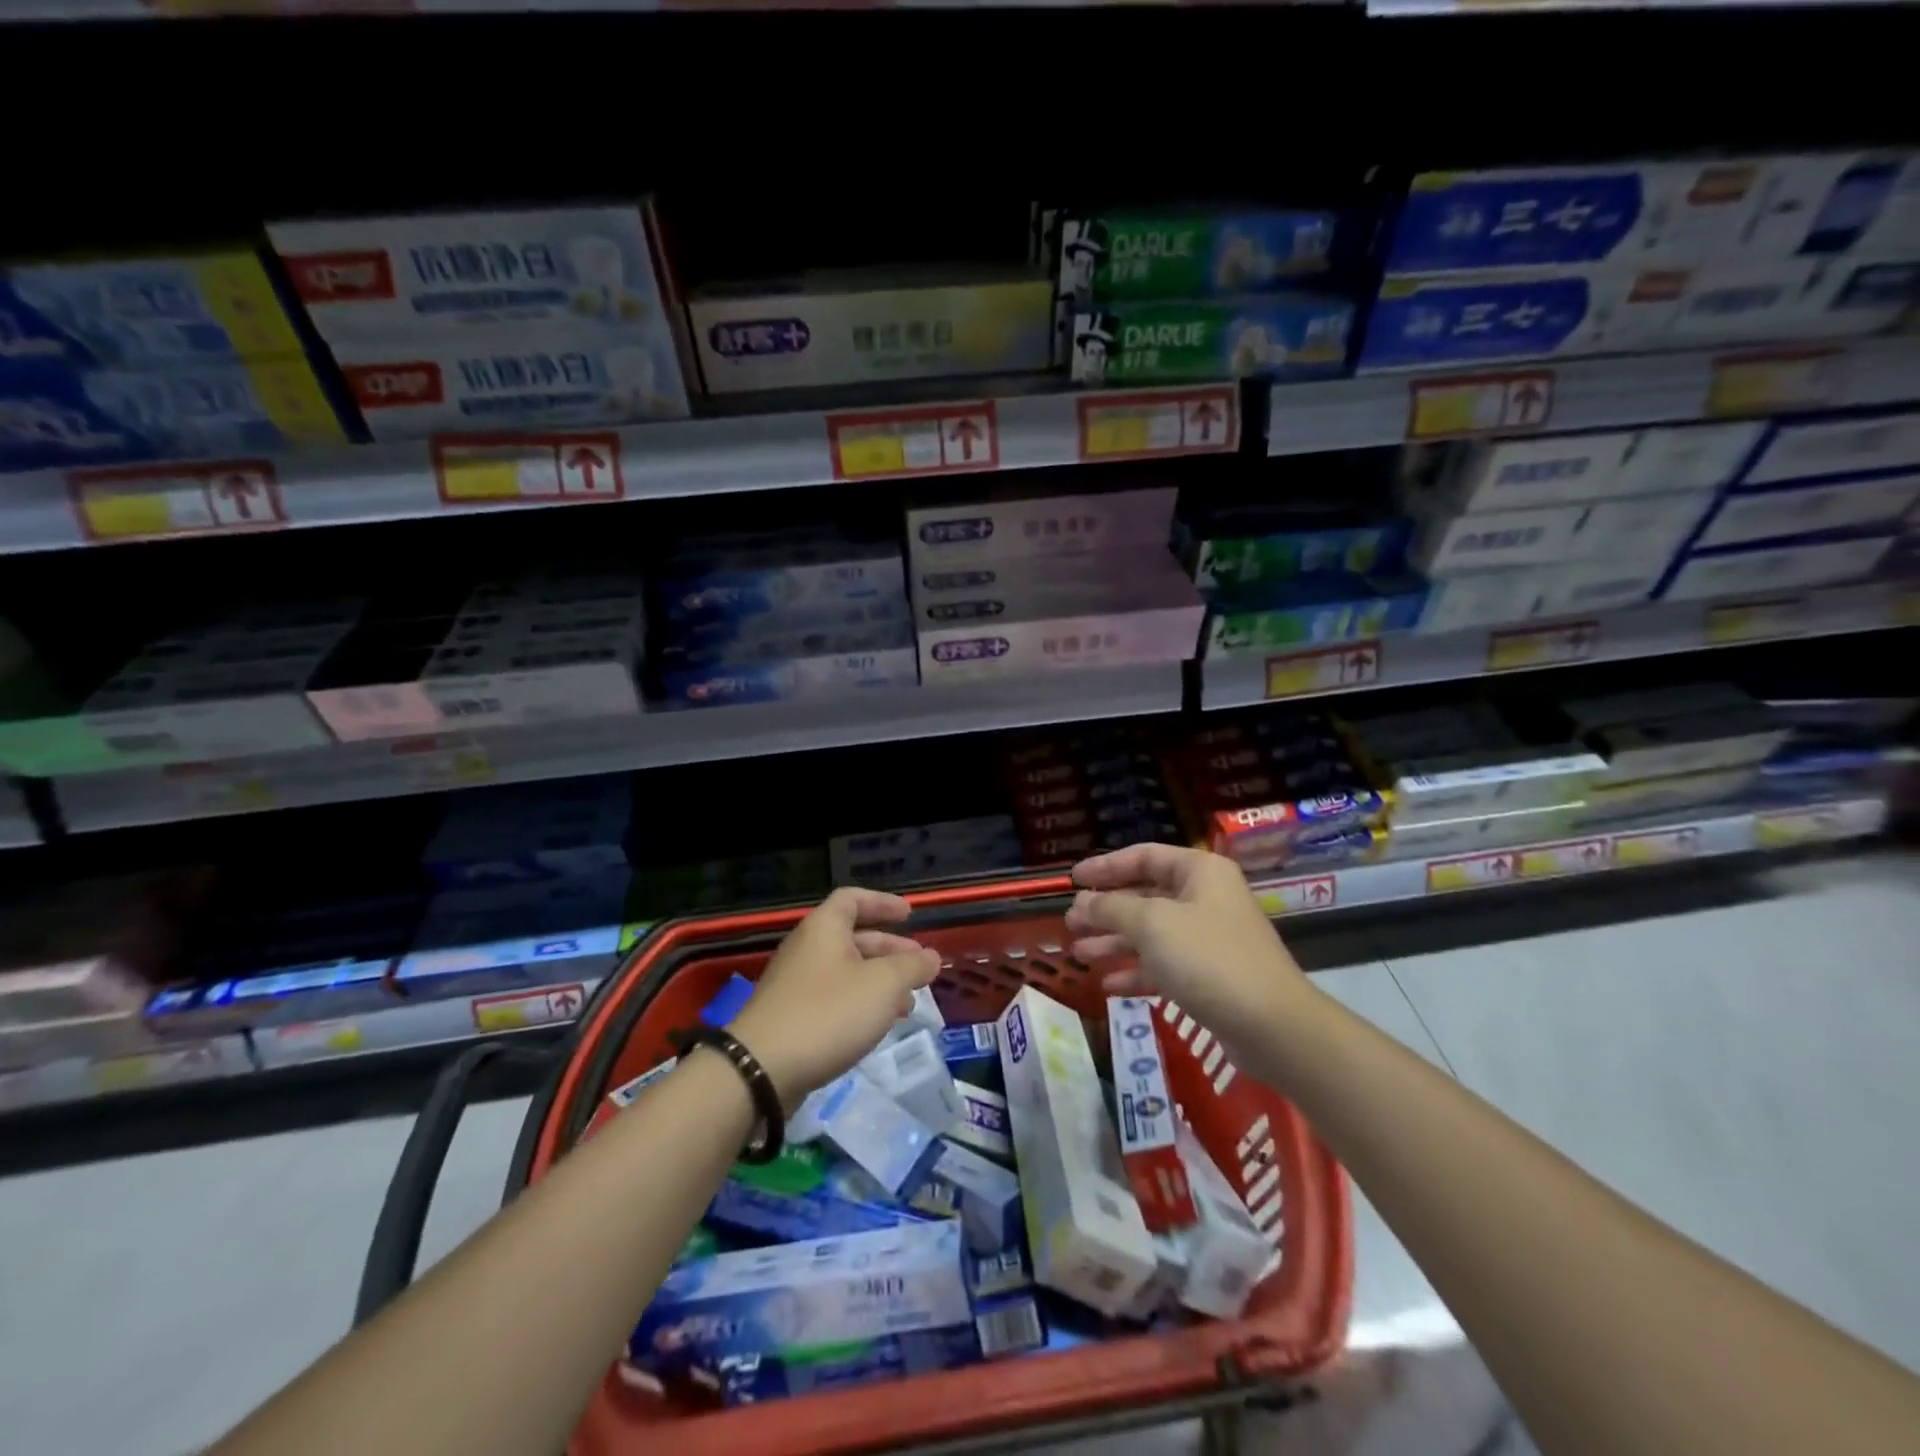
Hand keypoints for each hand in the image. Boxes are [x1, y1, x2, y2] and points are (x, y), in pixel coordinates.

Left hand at [729, 887, 939, 1109]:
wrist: (760, 1069)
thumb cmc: (828, 1014)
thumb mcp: (883, 985)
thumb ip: (912, 968)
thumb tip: (931, 957)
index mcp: (824, 928)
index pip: (853, 899)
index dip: (883, 903)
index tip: (910, 915)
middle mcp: (807, 948)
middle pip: (853, 937)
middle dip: (890, 950)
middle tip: (920, 967)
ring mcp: (795, 984)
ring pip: (846, 972)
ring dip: (879, 982)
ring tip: (908, 1004)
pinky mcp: (791, 1017)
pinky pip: (833, 998)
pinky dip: (860, 1004)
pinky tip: (878, 1026)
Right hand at [1065, 844, 1307, 1061]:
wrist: (1271, 1026)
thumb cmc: (1208, 958)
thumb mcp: (1152, 924)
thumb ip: (1112, 908)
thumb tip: (1082, 902)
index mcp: (1199, 872)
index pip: (1144, 856)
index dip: (1105, 866)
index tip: (1073, 880)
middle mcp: (1205, 898)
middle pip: (1145, 895)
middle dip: (1106, 910)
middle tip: (1071, 923)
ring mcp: (1209, 938)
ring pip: (1151, 933)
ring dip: (1114, 942)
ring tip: (1079, 953)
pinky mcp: (1209, 976)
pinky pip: (1164, 965)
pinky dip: (1136, 971)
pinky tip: (1109, 985)